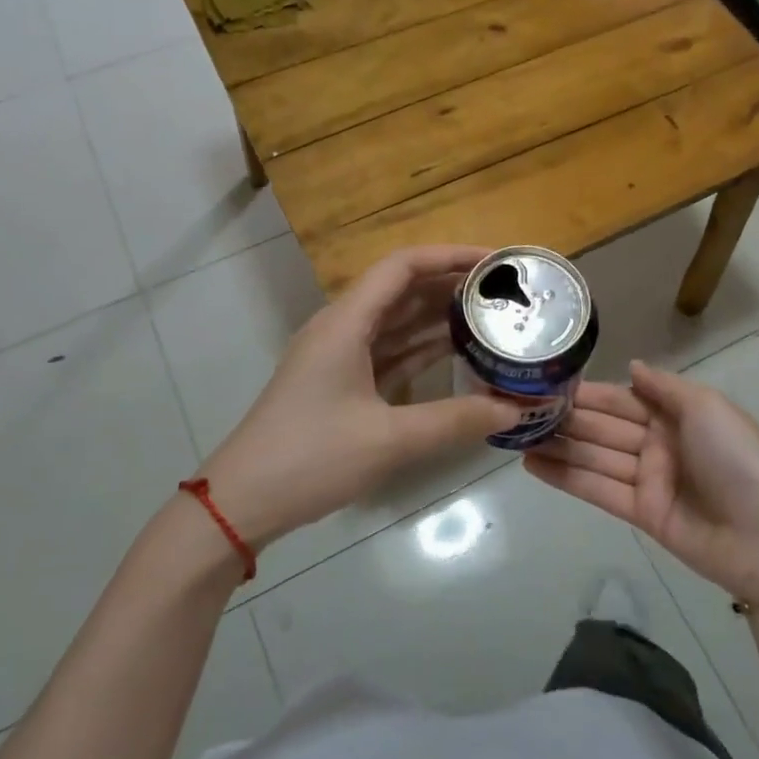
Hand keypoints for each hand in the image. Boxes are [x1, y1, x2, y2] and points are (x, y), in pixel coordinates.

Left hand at [198, 246, 522, 550]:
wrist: (241, 502)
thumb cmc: (311, 458)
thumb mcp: (389, 440)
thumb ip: (456, 421)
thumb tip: (516, 409)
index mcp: (345, 322)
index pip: (402, 266)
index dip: (450, 256)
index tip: (495, 263)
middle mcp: (342, 327)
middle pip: (402, 289)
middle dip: (452, 286)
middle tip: (505, 294)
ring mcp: (339, 356)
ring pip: (397, 322)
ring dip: (439, 318)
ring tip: (492, 319)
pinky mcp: (340, 382)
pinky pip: (389, 351)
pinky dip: (422, 350)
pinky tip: (458, 356)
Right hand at [524, 361, 758, 601]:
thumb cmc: (737, 460)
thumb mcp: (707, 408)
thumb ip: (664, 387)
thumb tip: (631, 366)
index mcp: (677, 414)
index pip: (622, 398)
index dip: (588, 393)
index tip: (548, 383)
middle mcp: (658, 442)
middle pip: (603, 427)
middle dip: (565, 418)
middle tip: (519, 409)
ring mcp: (648, 479)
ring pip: (594, 457)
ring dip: (557, 446)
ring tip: (515, 436)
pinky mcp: (640, 513)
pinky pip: (597, 489)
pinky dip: (565, 477)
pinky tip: (532, 464)